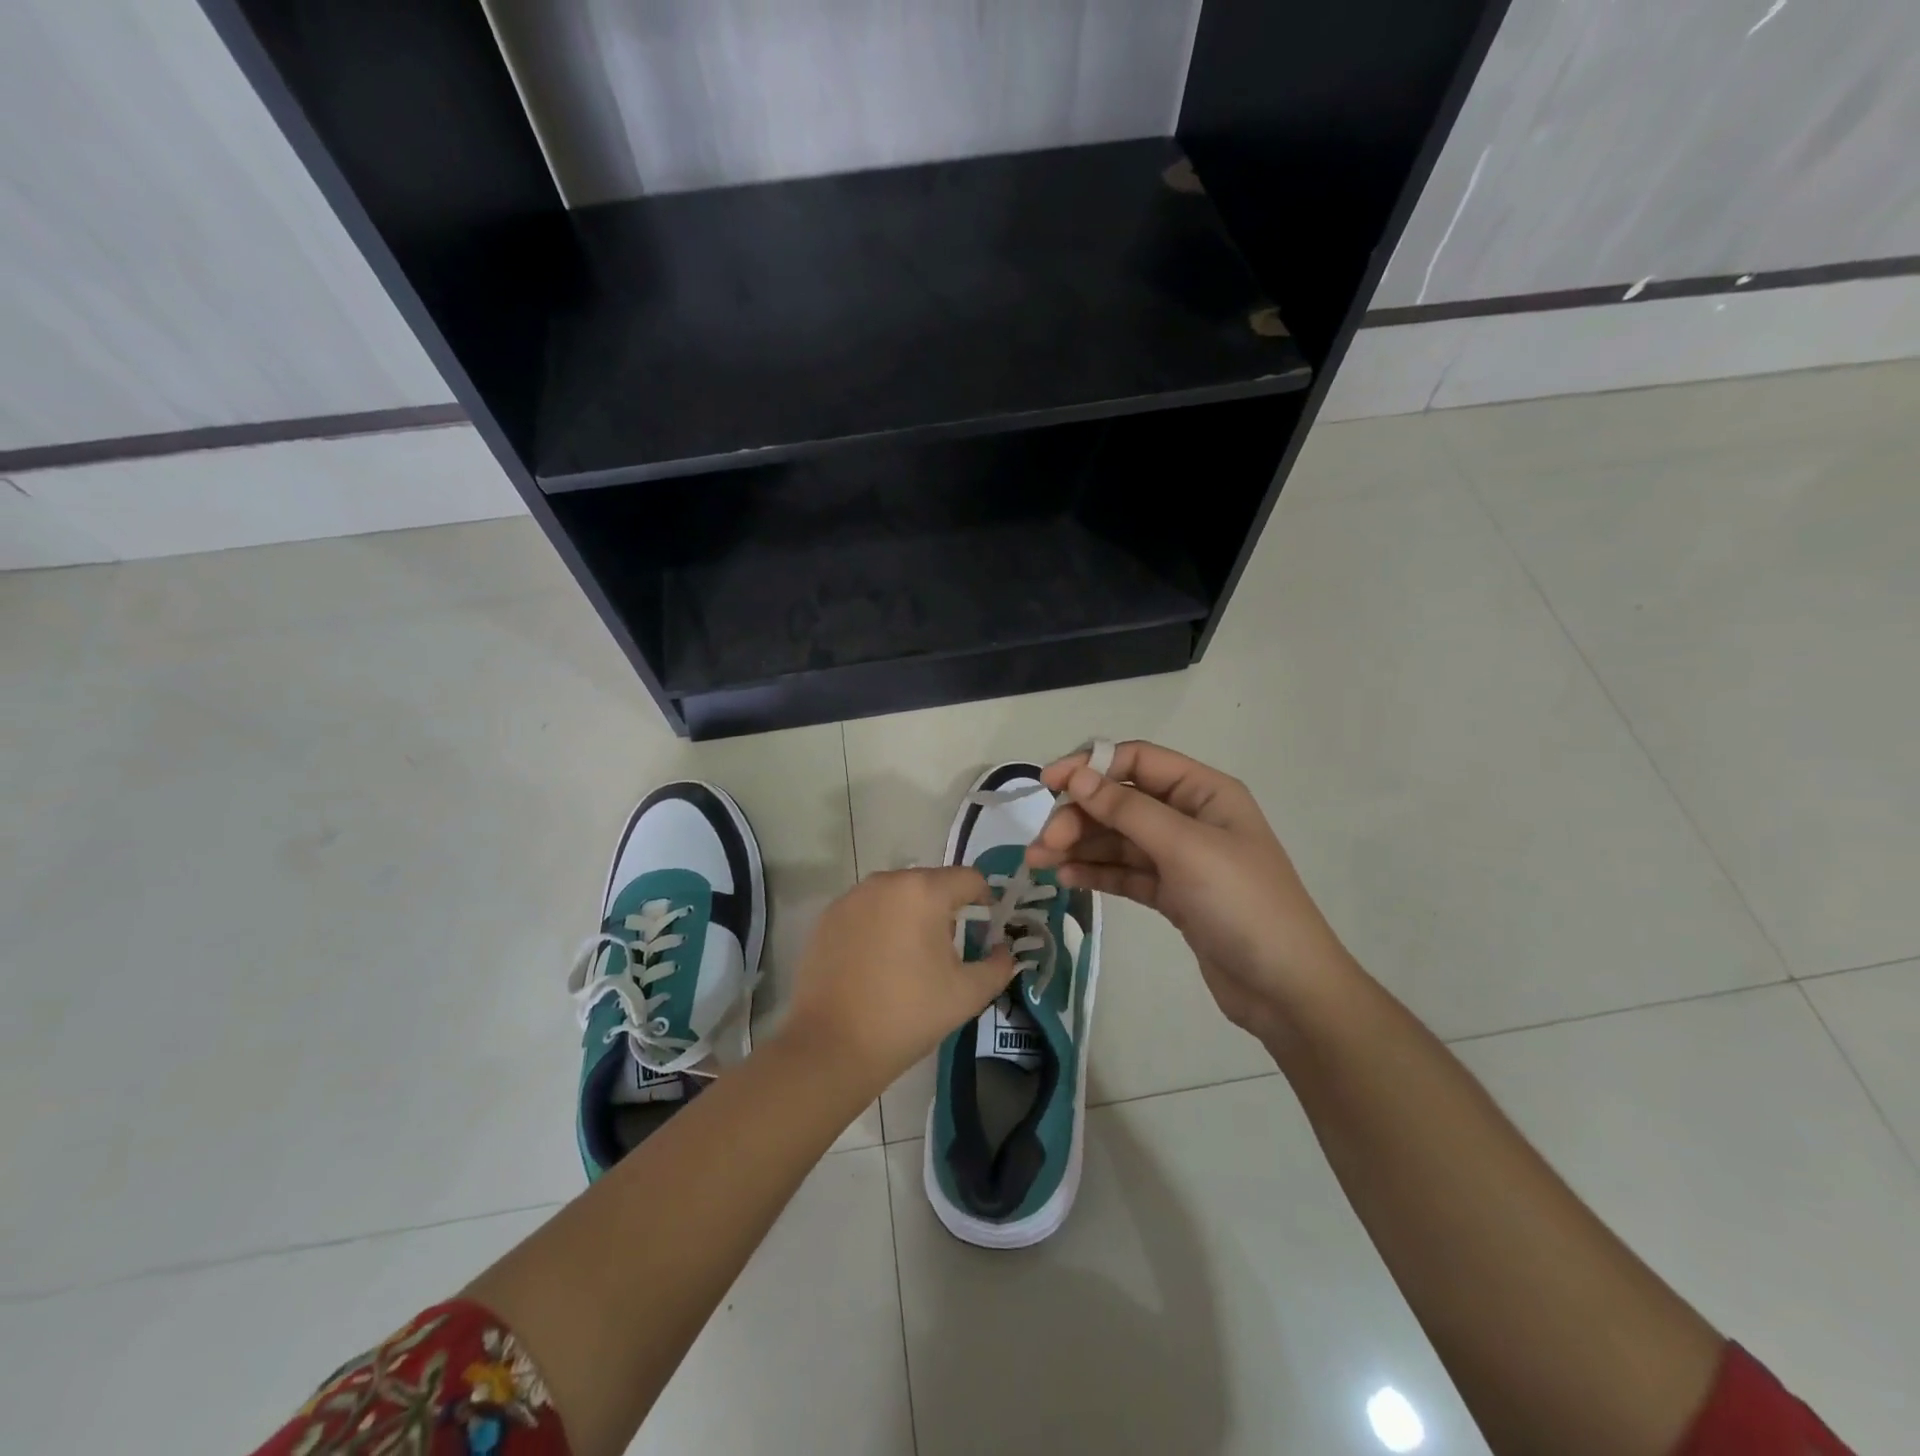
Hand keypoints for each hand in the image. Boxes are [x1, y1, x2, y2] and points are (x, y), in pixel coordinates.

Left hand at [781, 867, 1015, 1089]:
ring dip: (911, 915)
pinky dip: (879, 925)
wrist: (831, 1045)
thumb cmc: (907, 1015)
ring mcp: (852, 897)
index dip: (984, 901)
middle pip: (931, 883)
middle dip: (945, 910)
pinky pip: (868, 909)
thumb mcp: (967, 995)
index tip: (985, 931)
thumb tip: (1003, 951)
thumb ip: (998, 966)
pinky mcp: (828, 916)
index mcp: (924, 891)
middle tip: (947, 952)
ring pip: (897, 895)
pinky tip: (876, 963)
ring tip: (910, 959)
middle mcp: (886, 881)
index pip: (969, 879)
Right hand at [1025, 741, 1349, 1040]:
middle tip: (1043, 843)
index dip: (1090, 766)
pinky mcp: (1172, 894)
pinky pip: (1125, 872)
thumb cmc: (1243, 904)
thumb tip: (1077, 775)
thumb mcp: (1185, 848)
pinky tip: (1066, 878)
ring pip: (1118, 838)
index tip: (1049, 784)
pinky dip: (1096, 871)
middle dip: (1080, 815)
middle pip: (1121, 801)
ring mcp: (1181, 858)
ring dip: (1079, 845)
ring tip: (1040, 862)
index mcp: (1204, 792)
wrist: (1286, 989)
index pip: (1137, 761)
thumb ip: (1127, 809)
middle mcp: (1191, 817)